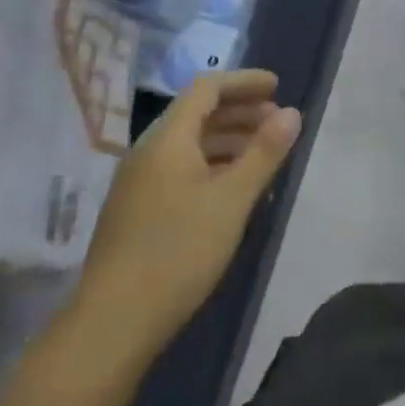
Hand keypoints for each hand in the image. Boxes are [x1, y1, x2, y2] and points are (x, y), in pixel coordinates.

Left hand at [68, 70, 301, 364]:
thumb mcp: (233, 200)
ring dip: (229, 140)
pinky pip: (181, 169)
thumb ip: (264, 152)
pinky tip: (235, 190)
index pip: (206, 88)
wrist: (113, 323)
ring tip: (264, 154)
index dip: (244, 82)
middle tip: (278, 122)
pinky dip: (213, 166)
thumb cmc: (178, 251)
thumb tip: (292, 113)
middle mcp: (148, 153)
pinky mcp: (138, 211)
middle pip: (197, 114)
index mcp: (167, 140)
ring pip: (190, 144)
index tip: (278, 87)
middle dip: (240, 111)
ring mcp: (139, 184)